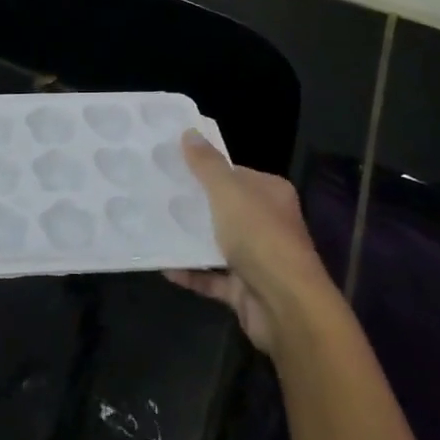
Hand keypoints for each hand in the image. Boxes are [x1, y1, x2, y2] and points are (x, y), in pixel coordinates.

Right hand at [164, 130, 337, 355]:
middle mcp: (267, 224)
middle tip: (156, 194)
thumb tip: (189, 132)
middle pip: (224, 208)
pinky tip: (163, 265)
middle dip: (193, 204)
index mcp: (270, 194)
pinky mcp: (245, 290)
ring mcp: (257, 259)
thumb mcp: (228, 192)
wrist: (286, 307)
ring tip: (153, 225)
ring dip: (189, 239)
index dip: (206, 170)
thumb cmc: (260, 237)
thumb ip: (207, 164)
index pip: (235, 174)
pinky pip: (211, 277)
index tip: (172, 165)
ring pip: (217, 243)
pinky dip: (190, 272)